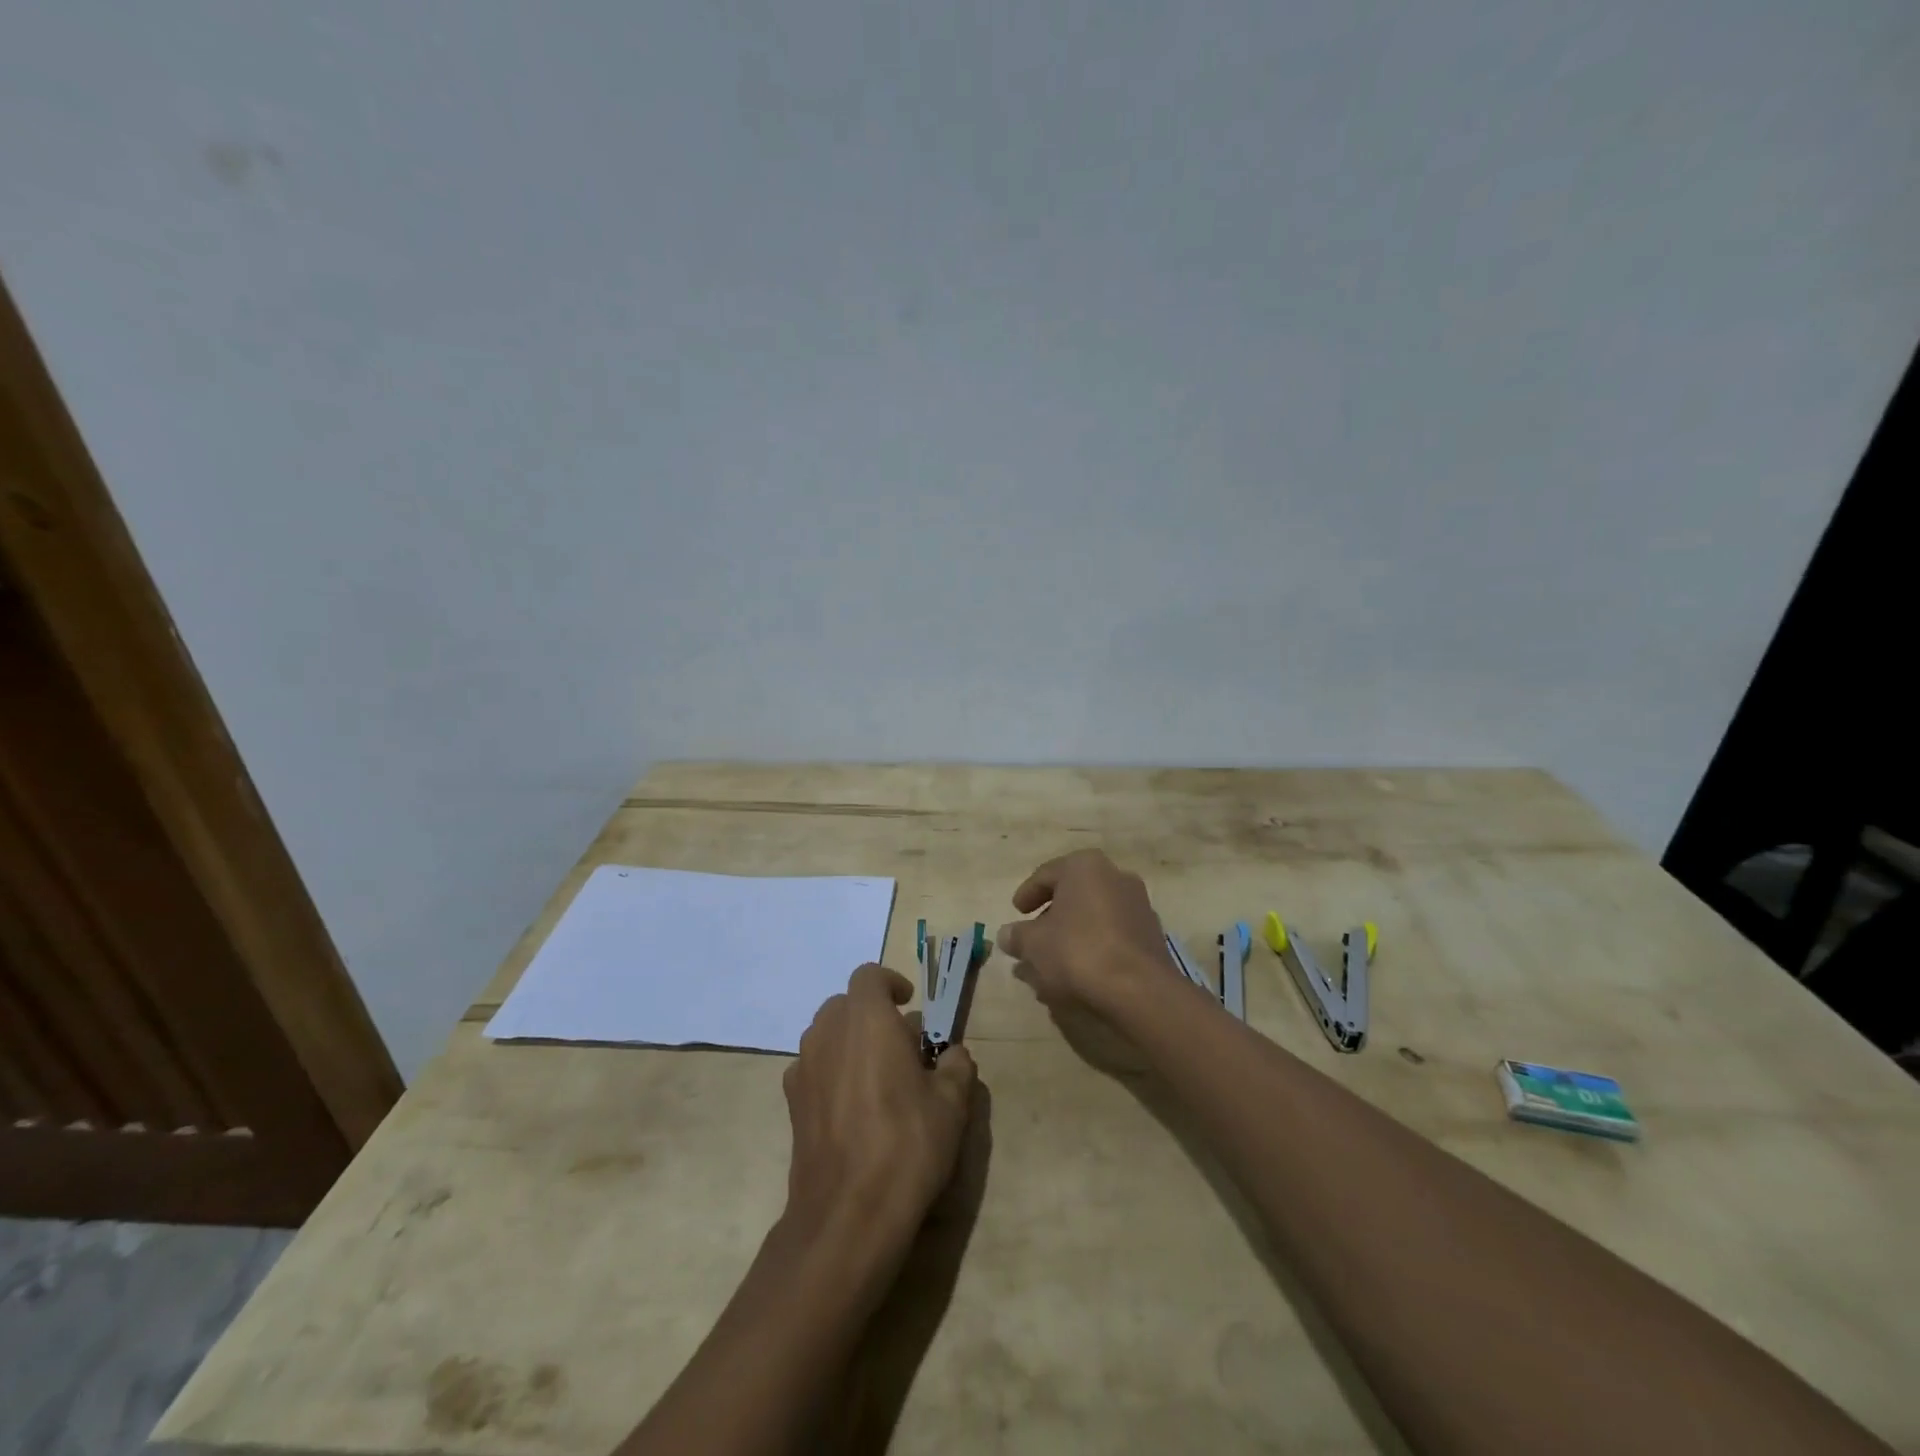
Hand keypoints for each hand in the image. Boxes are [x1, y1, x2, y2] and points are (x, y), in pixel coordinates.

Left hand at [784, 964, 976, 1235]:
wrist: (847, 1213)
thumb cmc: (906, 1145)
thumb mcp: (952, 1105)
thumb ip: (957, 1067)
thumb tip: (954, 1055)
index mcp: (867, 1019)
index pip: (869, 976)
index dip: (890, 983)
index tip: (910, 1004)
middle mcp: (828, 1032)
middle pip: (844, 1003)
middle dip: (871, 1014)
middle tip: (900, 1044)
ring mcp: (803, 1067)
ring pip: (825, 1034)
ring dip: (850, 1041)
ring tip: (878, 1075)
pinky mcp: (791, 1103)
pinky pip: (813, 1068)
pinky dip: (831, 1072)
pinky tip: (852, 1107)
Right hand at [996, 850, 1168, 1013]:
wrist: (1138, 989)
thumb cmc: (1077, 951)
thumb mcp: (1033, 944)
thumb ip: (1017, 936)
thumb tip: (1006, 935)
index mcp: (1085, 866)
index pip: (1047, 874)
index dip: (1027, 894)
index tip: (1016, 912)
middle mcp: (1116, 876)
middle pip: (1074, 895)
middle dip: (1051, 918)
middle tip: (1032, 939)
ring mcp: (1138, 906)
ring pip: (1094, 917)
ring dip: (1072, 935)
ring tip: (1052, 963)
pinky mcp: (1151, 936)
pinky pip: (1113, 936)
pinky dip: (1094, 948)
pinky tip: (1080, 973)